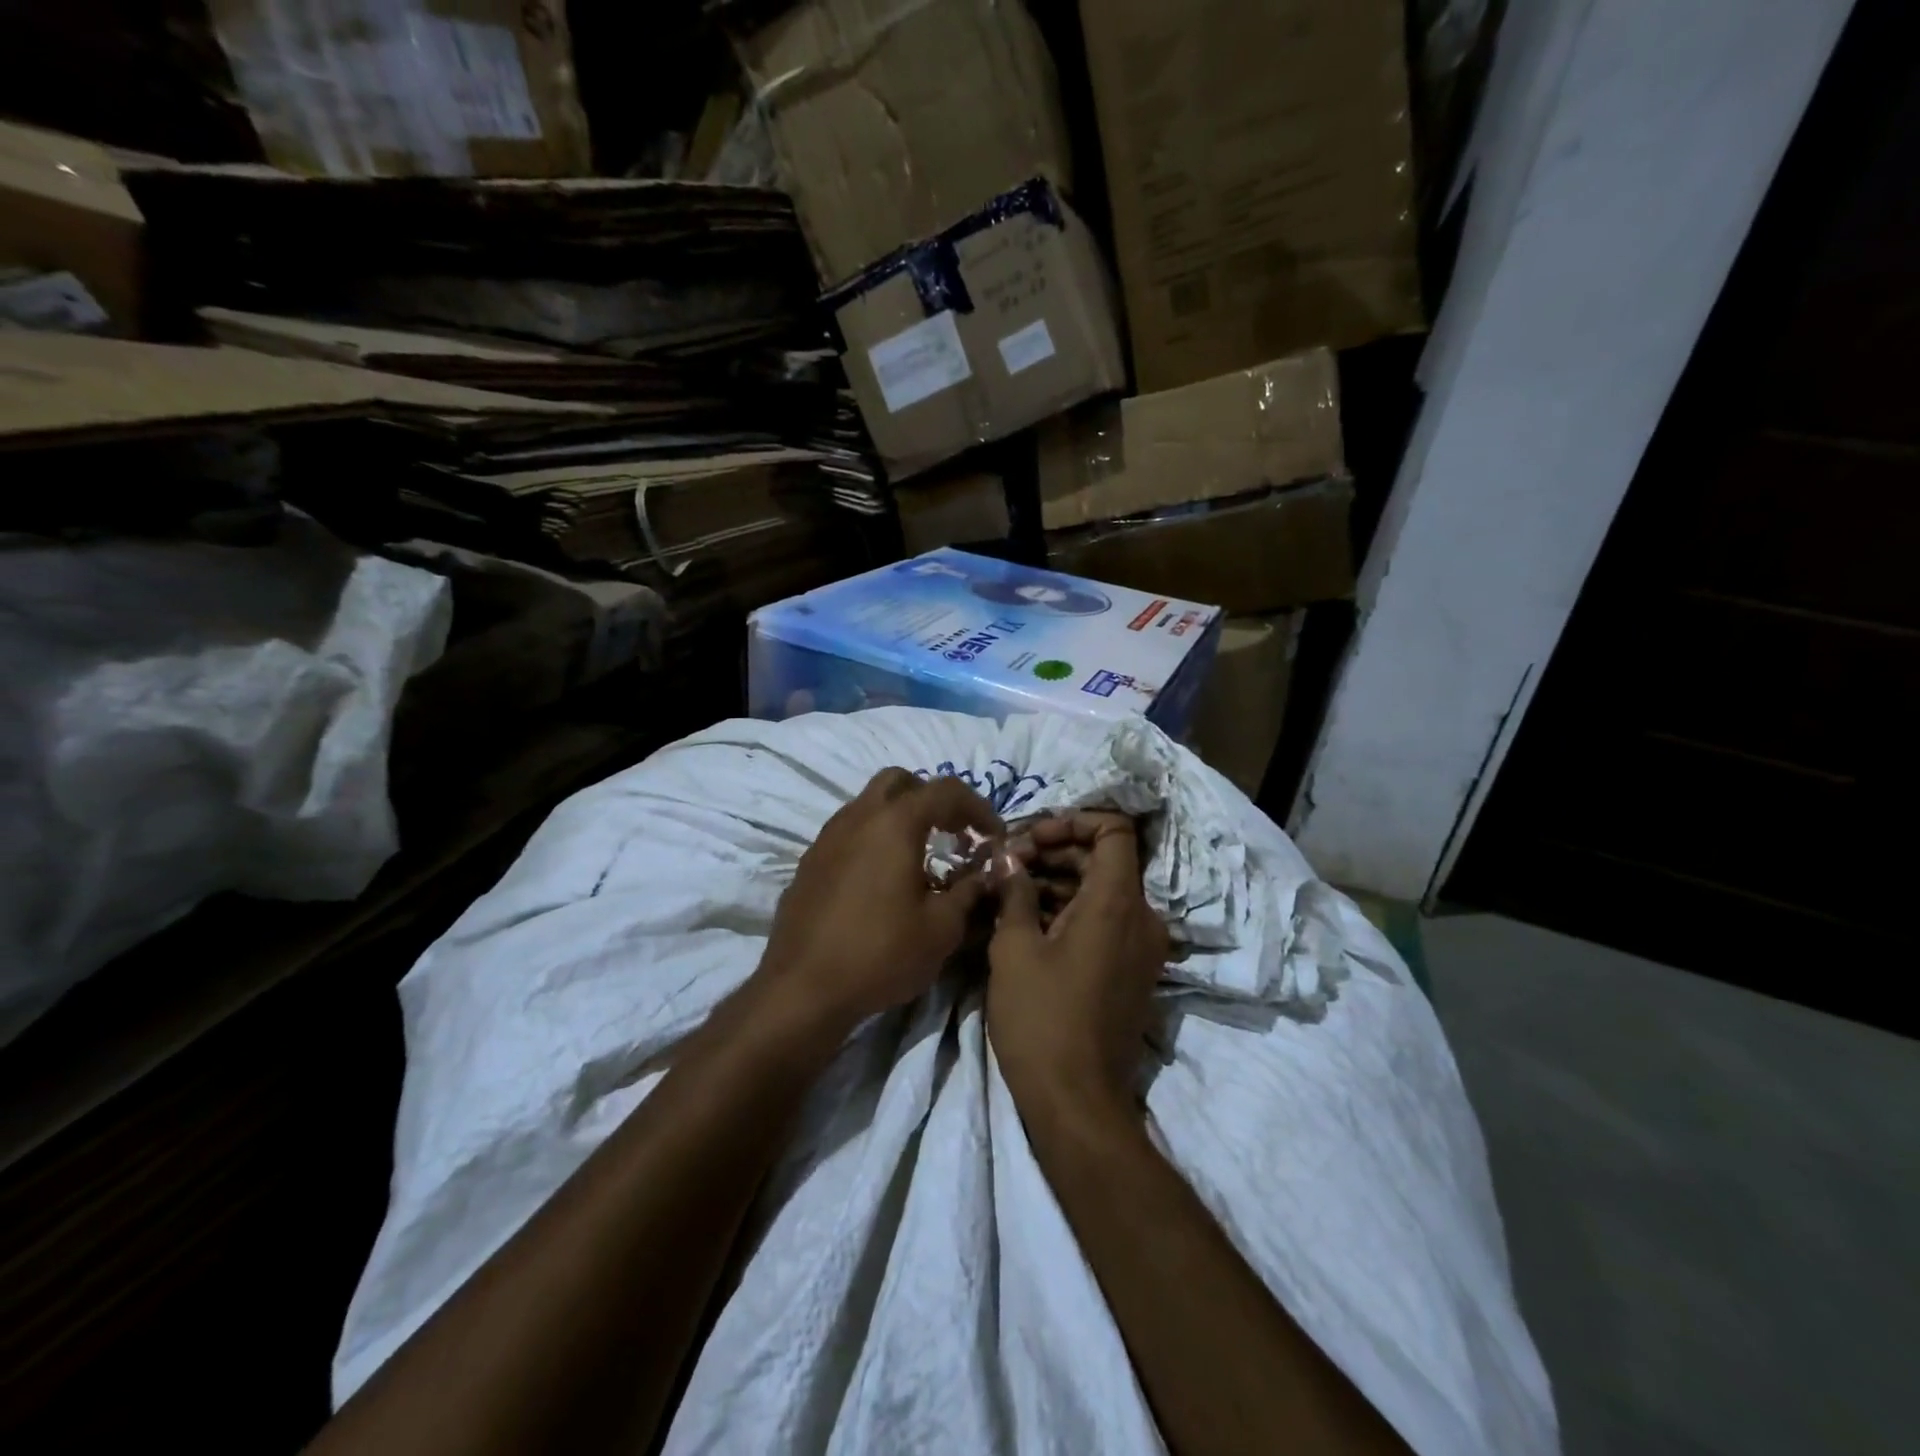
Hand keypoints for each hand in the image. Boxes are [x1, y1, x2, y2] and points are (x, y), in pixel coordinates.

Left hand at [762, 768, 1003, 1026]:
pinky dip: (874, 839)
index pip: (946, 790)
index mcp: (895, 823)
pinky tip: (883, 879)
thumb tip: (986, 872)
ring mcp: (827, 837)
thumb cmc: (881, 953)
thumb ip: (969, 890)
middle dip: (933, 799)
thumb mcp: (942, 927)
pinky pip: (849, 832)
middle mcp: (858, 816)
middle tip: (954, 833)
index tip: (994, 837)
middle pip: (900, 782)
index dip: (978, 807)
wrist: (803, 989)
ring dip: (901, 817)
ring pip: (870, 804)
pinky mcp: (810, 862)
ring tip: (921, 857)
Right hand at [987, 813, 1168, 1120]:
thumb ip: (1015, 892)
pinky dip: (1071, 911)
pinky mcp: (1132, 970)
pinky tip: (1027, 921)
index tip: (1030, 837)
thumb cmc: (1041, 1018)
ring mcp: (1141, 947)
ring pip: (1102, 890)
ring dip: (1058, 881)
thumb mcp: (1014, 949)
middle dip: (1054, 852)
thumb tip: (1008, 858)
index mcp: (1117, 903)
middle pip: (1104, 859)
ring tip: (1008, 890)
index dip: (1072, 821)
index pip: (1114, 830)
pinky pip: (1105, 921)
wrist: (1077, 1103)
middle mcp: (1142, 918)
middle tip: (1007, 864)